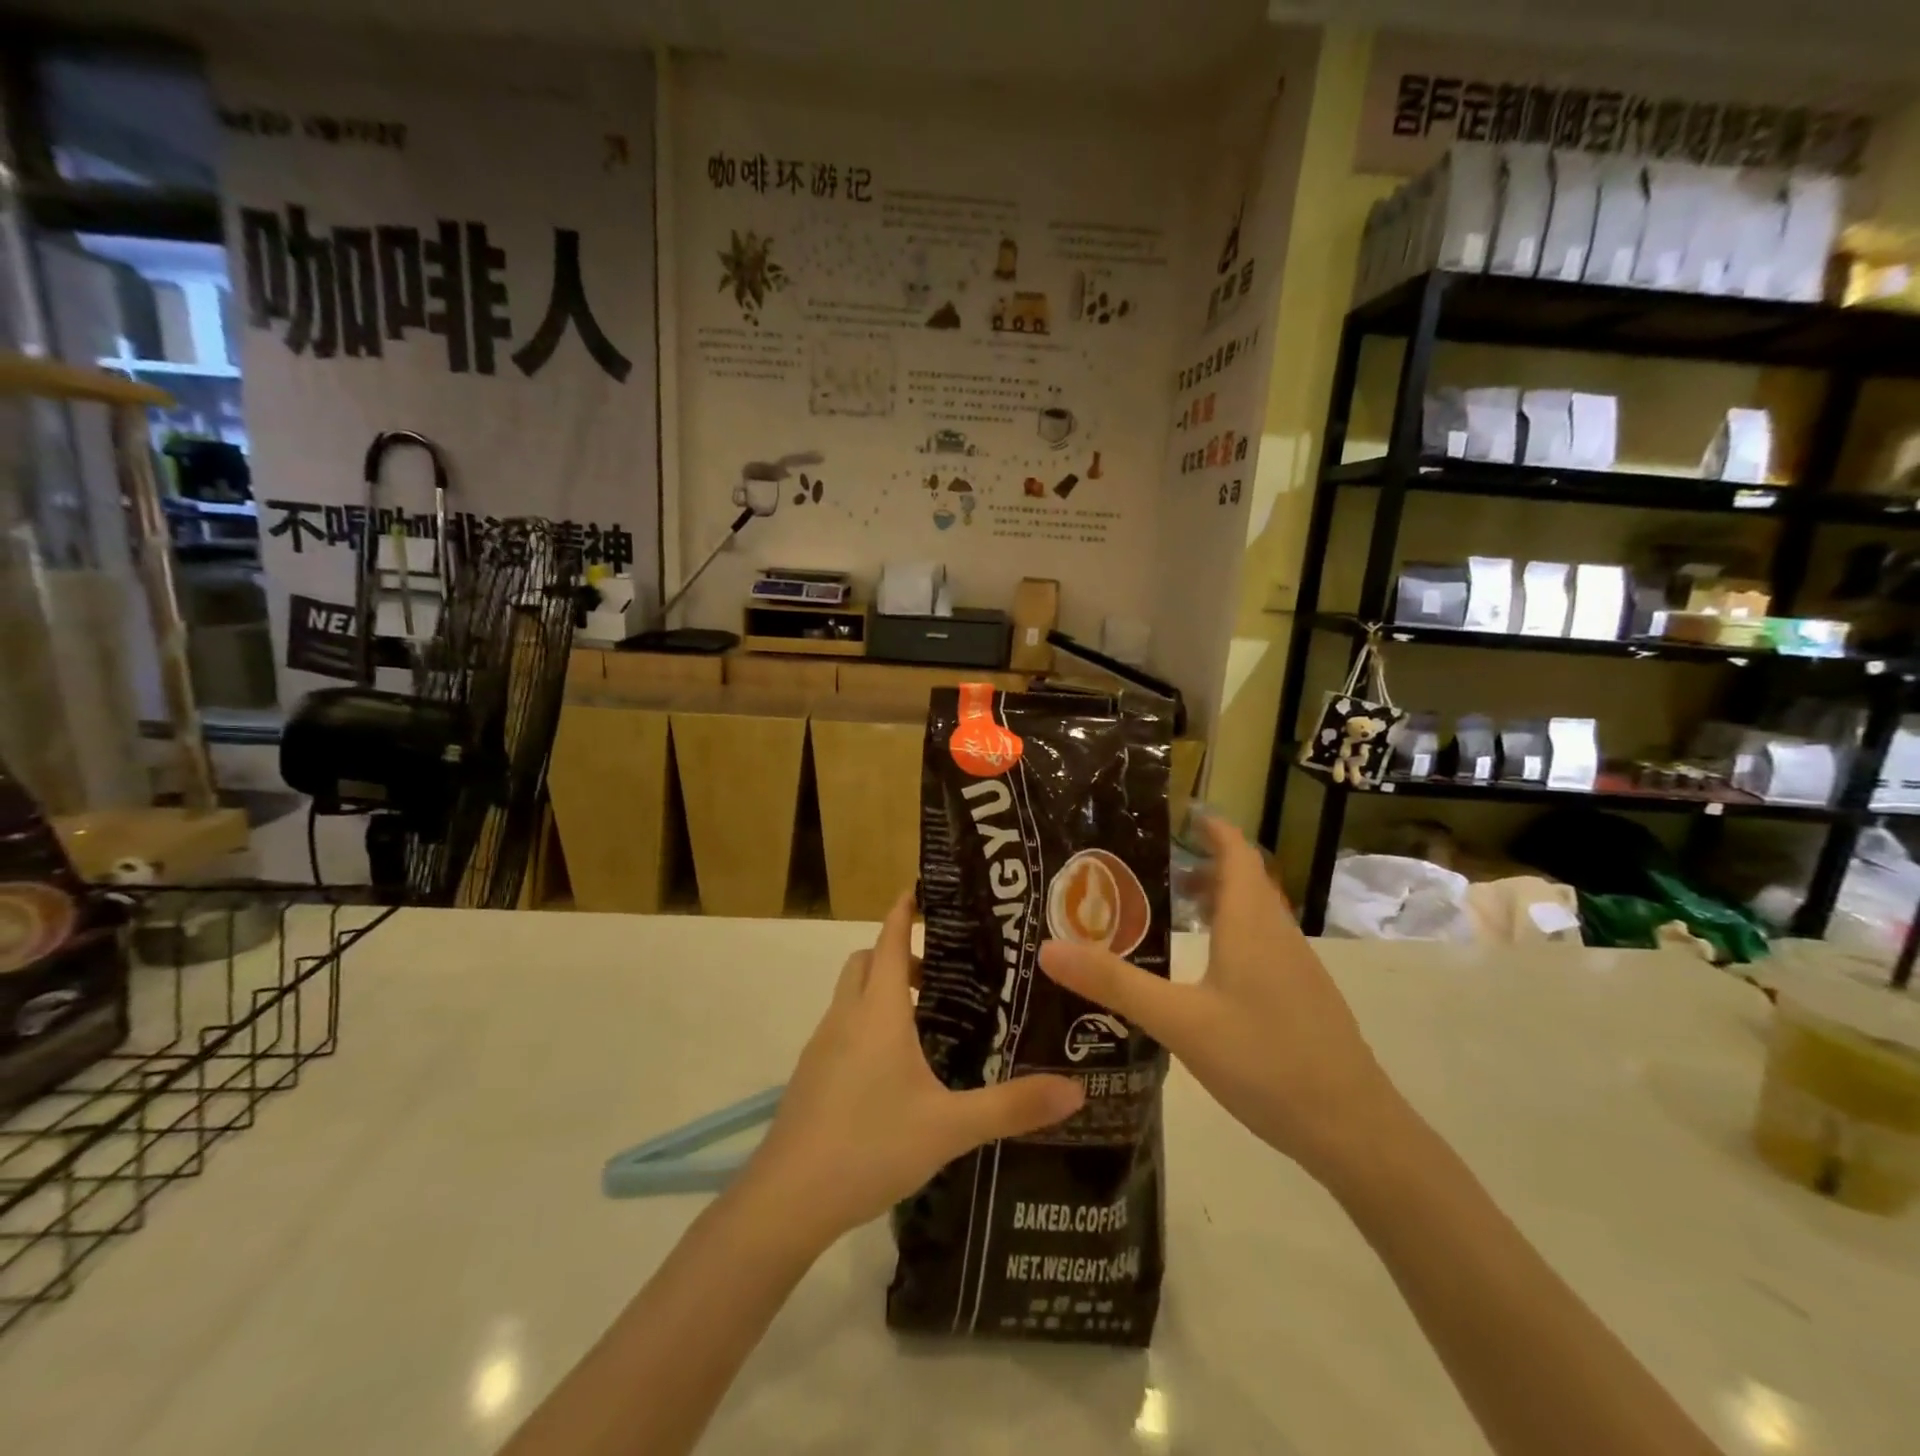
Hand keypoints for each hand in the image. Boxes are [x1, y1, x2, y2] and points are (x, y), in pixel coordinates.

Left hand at [745, 893, 1084, 1248]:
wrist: (787, 1200)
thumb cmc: (870, 1145)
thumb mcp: (950, 1127)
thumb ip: (1012, 1107)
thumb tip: (1077, 1091)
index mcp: (878, 1012)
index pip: (888, 939)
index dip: (904, 910)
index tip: (923, 889)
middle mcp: (845, 1017)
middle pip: (865, 962)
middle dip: (896, 954)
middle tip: (940, 975)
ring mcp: (821, 1046)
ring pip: (851, 996)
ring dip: (881, 992)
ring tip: (925, 1023)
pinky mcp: (810, 1076)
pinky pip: (841, 1028)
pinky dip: (866, 1024)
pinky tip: (893, 1071)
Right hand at [1038, 815, 1402, 1185]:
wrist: (1355, 1131)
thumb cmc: (1266, 1060)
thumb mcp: (1180, 1021)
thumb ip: (1116, 984)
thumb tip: (1049, 949)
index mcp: (1251, 923)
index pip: (1236, 852)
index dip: (1211, 828)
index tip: (1177, 813)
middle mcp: (1278, 934)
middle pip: (1242, 881)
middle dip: (1201, 865)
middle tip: (1149, 867)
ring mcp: (1296, 968)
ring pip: (1253, 916)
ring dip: (1216, 902)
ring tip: (1169, 913)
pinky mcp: (1303, 999)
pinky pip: (1262, 945)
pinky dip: (1230, 936)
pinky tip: (1205, 973)